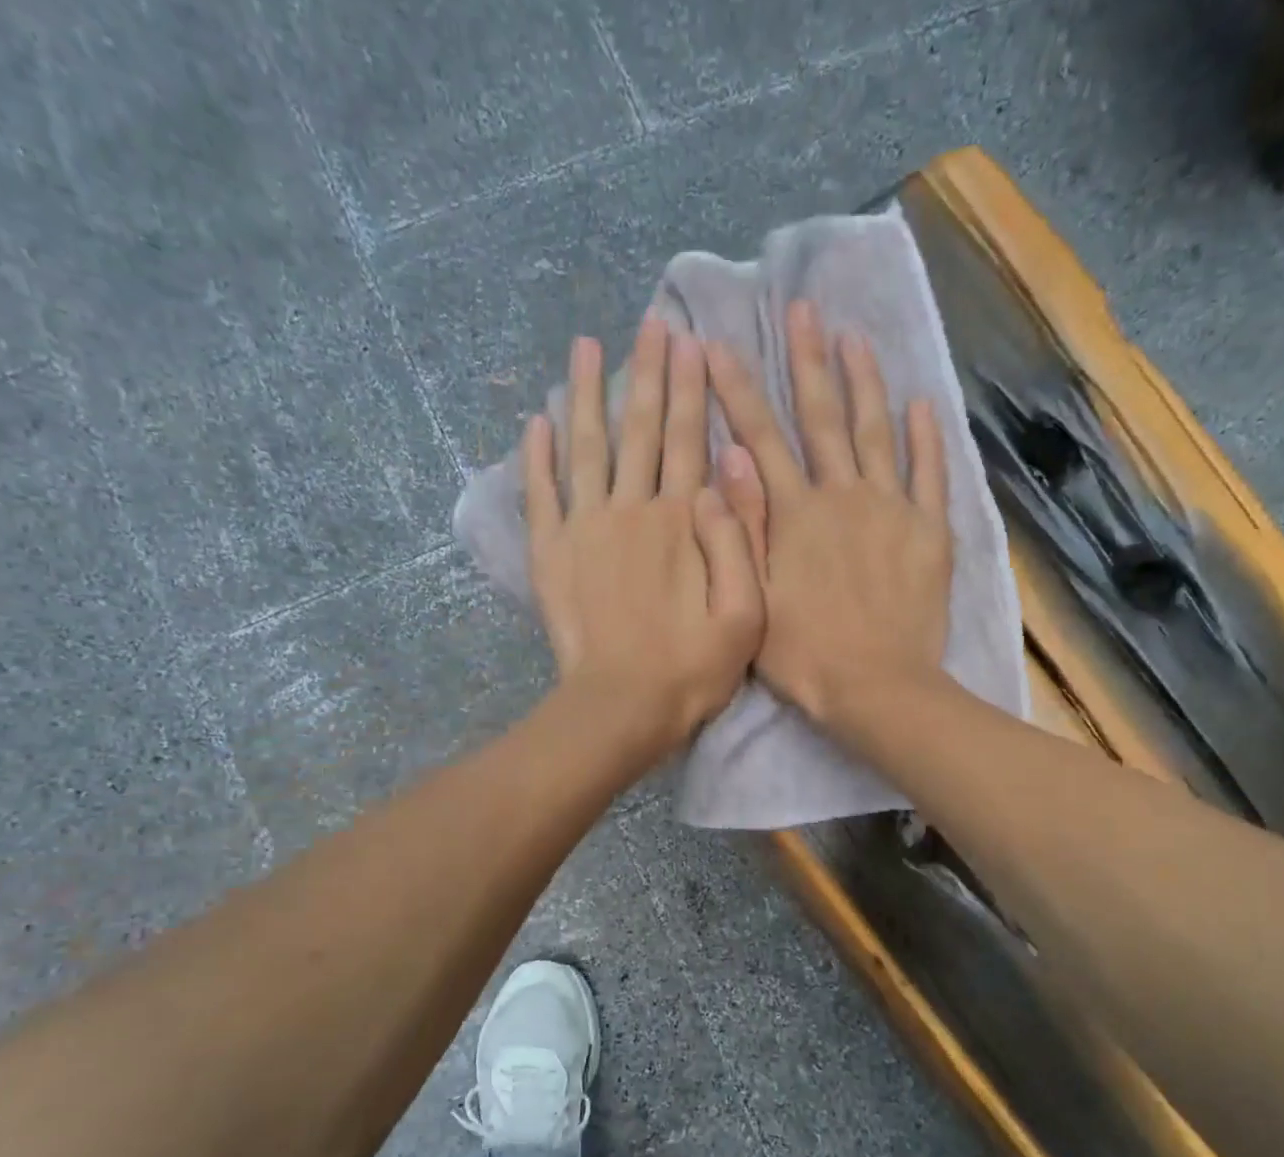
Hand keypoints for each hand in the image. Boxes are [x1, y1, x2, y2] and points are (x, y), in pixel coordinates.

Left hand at [524, 317, 763, 764]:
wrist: (623, 706)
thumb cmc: (693, 668)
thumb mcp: (746, 614)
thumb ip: (741, 540)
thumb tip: (727, 471)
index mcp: (682, 521)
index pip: (690, 440)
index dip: (692, 390)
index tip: (690, 342)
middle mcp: (632, 509)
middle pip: (642, 430)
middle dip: (649, 374)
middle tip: (651, 324)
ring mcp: (586, 528)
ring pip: (588, 446)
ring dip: (587, 394)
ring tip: (586, 347)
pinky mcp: (552, 553)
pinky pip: (541, 492)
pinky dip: (538, 456)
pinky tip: (537, 420)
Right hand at [705, 298, 951, 731]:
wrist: (877, 688)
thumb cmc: (805, 656)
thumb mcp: (753, 598)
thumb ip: (743, 527)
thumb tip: (729, 460)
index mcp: (795, 514)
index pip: (761, 438)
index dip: (738, 391)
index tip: (721, 345)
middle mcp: (842, 495)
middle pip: (822, 418)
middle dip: (807, 361)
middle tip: (802, 309)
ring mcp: (891, 509)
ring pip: (876, 432)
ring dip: (865, 382)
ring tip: (855, 338)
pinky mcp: (929, 532)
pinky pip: (930, 474)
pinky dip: (927, 437)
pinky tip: (922, 403)